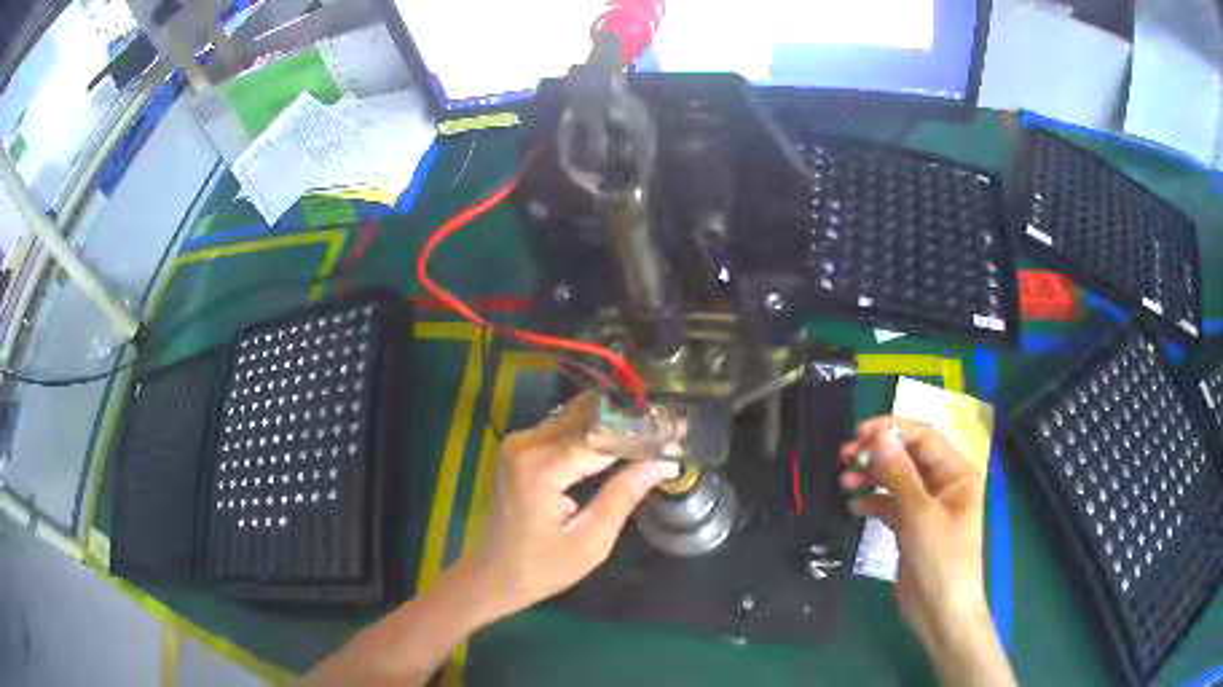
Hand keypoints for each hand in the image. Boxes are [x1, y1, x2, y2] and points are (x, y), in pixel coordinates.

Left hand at [460, 392, 678, 620]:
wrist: (492, 575)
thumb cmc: (541, 568)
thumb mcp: (590, 542)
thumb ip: (624, 496)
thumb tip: (663, 462)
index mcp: (540, 468)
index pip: (602, 437)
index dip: (641, 435)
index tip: (676, 434)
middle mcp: (525, 444)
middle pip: (587, 417)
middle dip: (628, 422)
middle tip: (667, 429)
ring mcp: (519, 442)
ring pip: (576, 417)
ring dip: (612, 423)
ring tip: (650, 433)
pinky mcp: (519, 447)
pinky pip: (563, 428)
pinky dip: (593, 431)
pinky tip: (620, 441)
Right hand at [840, 417, 1014, 686]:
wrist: (940, 612)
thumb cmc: (941, 560)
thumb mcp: (920, 515)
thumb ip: (900, 474)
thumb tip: (880, 434)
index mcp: (956, 473)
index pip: (923, 438)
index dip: (892, 431)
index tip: (859, 434)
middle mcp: (943, 484)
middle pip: (908, 457)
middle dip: (878, 454)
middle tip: (845, 457)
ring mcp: (926, 507)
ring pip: (896, 480)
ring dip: (871, 477)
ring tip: (844, 482)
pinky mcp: (911, 527)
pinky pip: (890, 505)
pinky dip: (872, 503)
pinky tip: (854, 507)